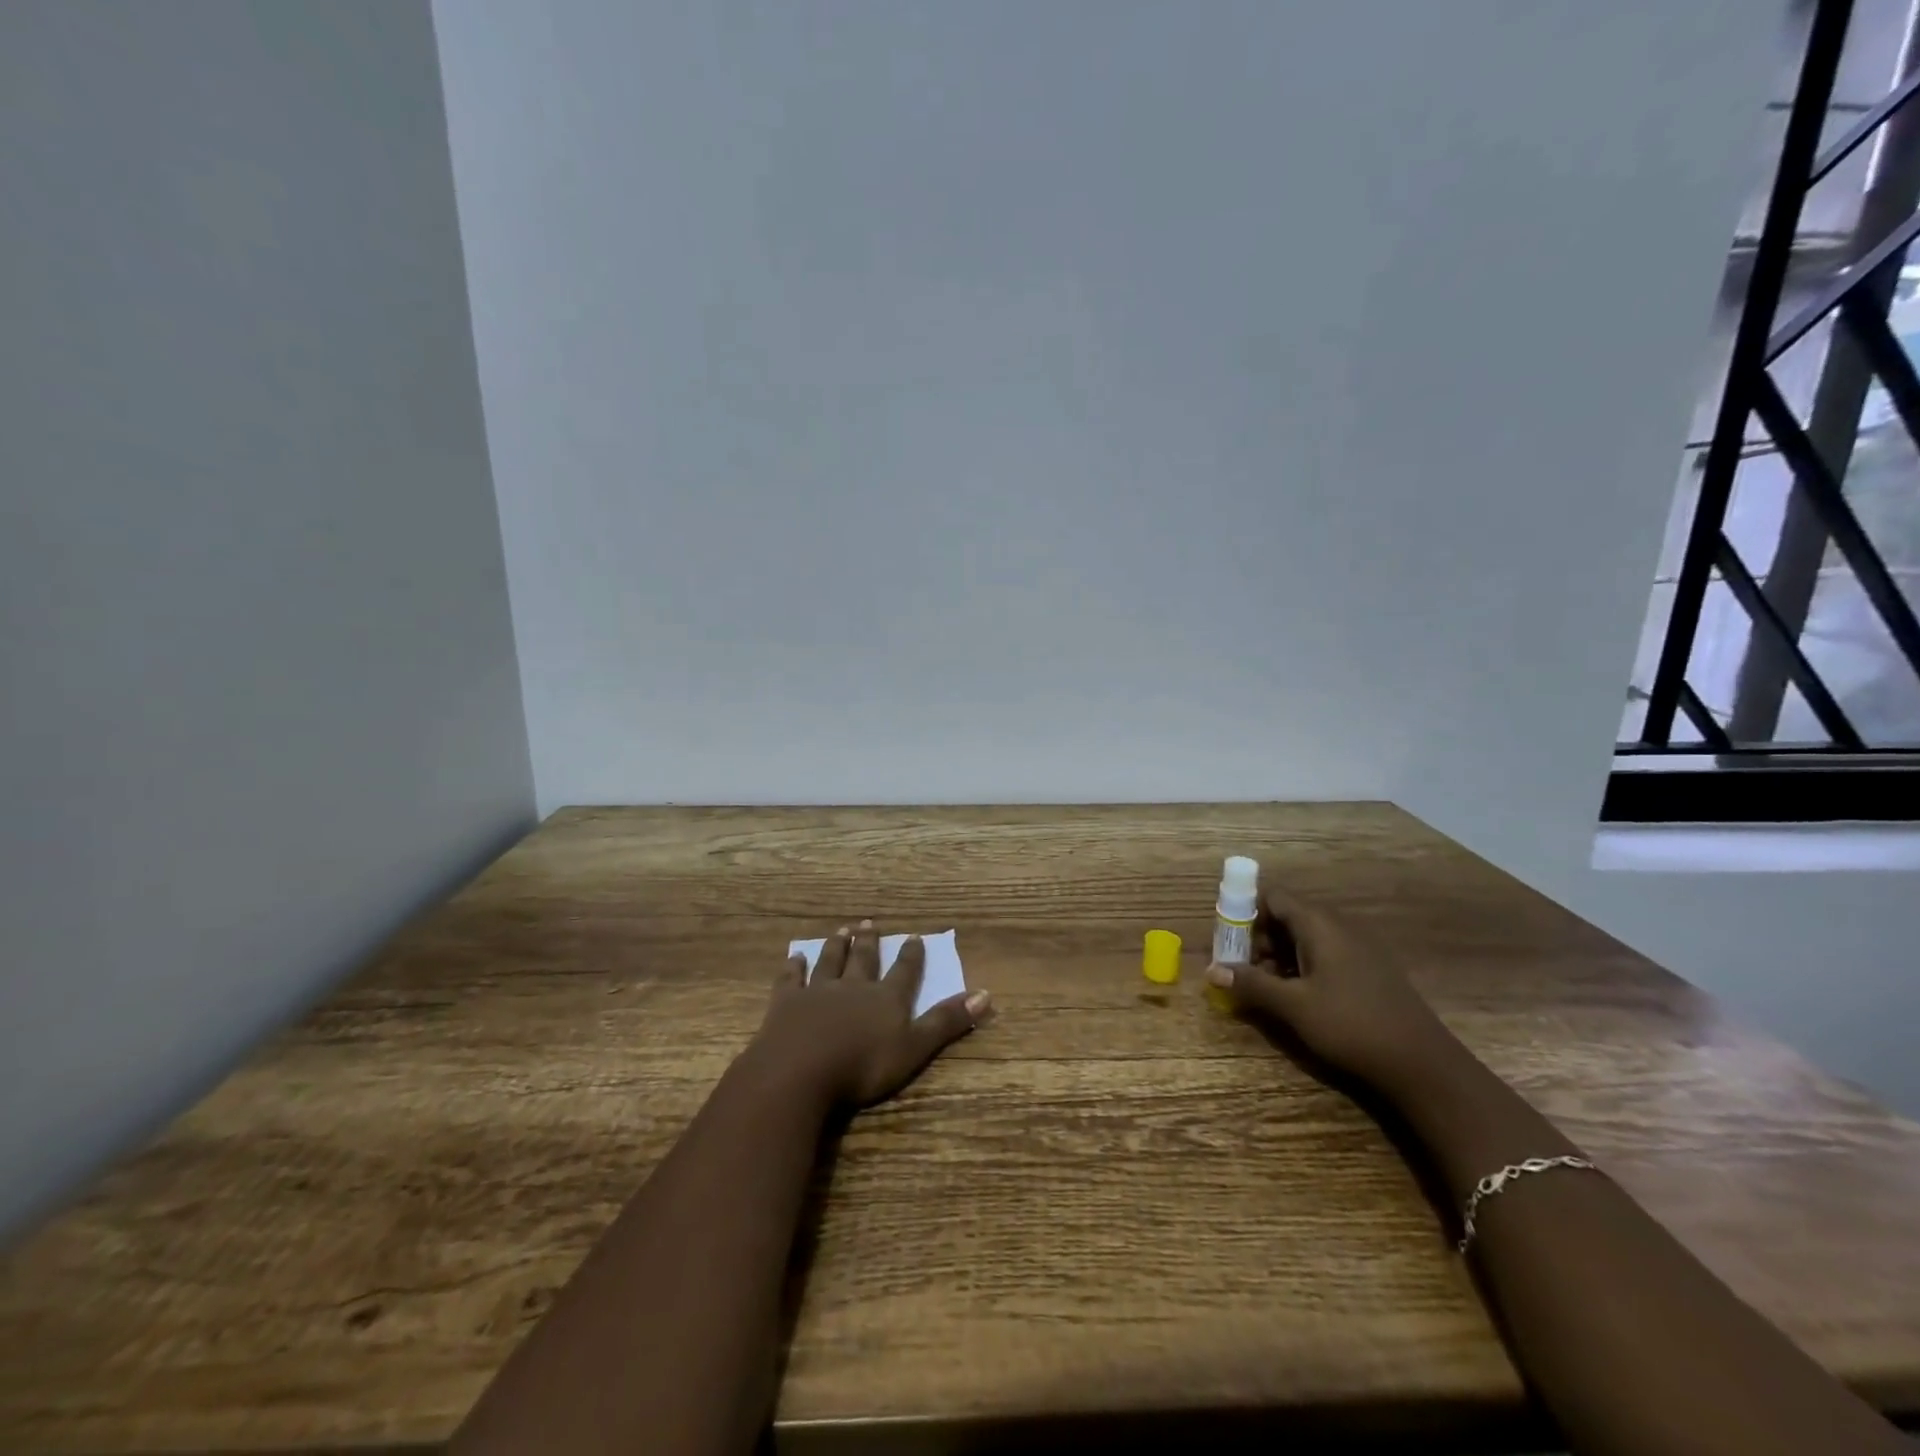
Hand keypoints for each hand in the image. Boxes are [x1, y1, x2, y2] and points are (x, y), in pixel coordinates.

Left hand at [750, 920, 990, 1108]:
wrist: (801, 1070)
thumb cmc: (863, 1066)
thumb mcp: (914, 1047)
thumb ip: (946, 1022)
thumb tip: (986, 994)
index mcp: (886, 999)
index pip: (904, 972)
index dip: (911, 956)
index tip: (914, 936)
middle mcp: (854, 987)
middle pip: (864, 960)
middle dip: (869, 943)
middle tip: (869, 924)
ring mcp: (818, 992)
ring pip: (830, 962)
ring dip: (837, 946)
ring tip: (842, 930)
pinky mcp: (787, 1003)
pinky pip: (791, 979)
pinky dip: (794, 967)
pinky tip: (795, 957)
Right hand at [1206, 884, 1454, 1091]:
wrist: (1423, 1065)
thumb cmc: (1351, 1026)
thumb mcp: (1293, 1006)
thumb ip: (1251, 984)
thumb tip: (1212, 971)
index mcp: (1319, 925)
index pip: (1272, 897)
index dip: (1246, 913)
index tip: (1229, 943)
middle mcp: (1339, 927)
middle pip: (1287, 917)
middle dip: (1259, 940)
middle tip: (1243, 972)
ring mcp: (1358, 948)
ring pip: (1306, 938)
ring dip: (1280, 957)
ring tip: (1266, 990)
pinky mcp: (1369, 970)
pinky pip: (1326, 954)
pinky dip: (1303, 968)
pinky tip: (1299, 999)